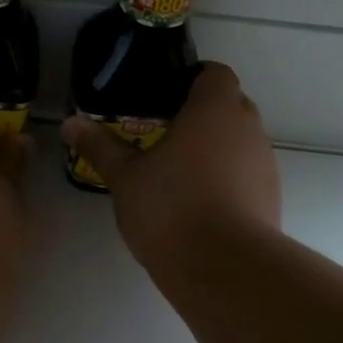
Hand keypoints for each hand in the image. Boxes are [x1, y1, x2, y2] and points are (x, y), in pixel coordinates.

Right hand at [60, 63, 280, 271]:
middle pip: (230, 106)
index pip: (215, 74)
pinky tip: (199, 205)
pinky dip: (227, 180)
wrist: (224, 268)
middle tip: (164, 134)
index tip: (165, 97)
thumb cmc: (171, 207)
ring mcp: (265, 165)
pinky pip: (247, 175)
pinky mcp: (271, 199)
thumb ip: (100, 146)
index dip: (192, 79)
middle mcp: (248, 129)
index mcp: (215, 110)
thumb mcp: (125, 177)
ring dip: (216, 149)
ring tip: (179, 173)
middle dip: (201, 115)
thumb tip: (71, 123)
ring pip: (240, 143)